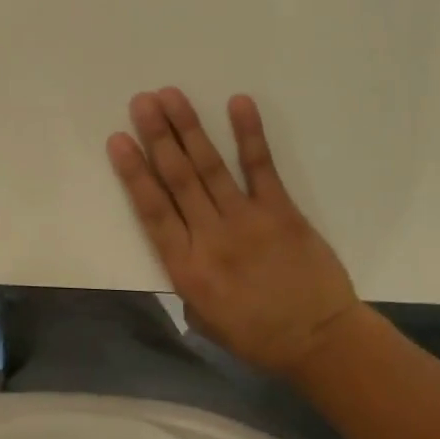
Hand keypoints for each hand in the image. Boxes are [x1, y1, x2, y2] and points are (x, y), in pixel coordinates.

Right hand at [107, 88, 361, 373]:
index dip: (133, 172)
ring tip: (170, 96)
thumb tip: (174, 242)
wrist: (321, 343)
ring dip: (188, 128)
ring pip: (210, 167)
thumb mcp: (202, 317)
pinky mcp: (281, 212)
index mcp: (186, 267)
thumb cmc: (255, 335)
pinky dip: (249, 135)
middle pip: (177, 178)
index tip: (118, 140)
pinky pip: (261, 168)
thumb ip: (182, 277)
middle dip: (157, 136)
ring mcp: (247, 221)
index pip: (152, 210)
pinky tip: (238, 104)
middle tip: (141, 101)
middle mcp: (210, 238)